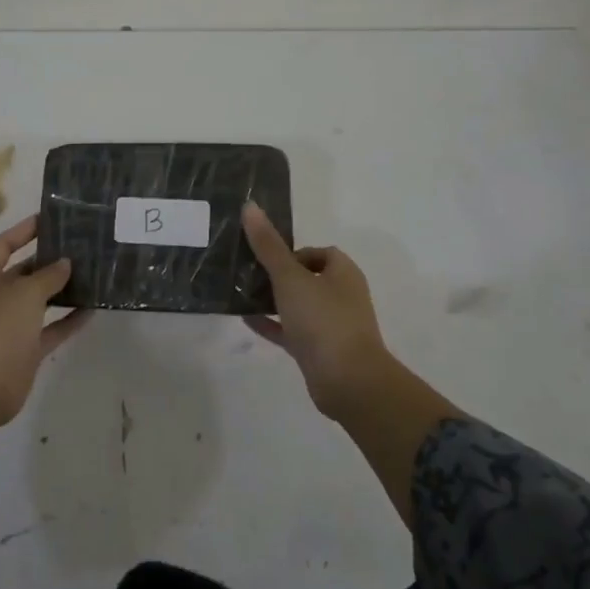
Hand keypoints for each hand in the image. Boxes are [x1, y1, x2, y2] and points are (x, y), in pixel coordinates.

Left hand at [0, 215, 89, 429]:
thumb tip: (64, 263)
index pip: (2, 245)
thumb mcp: (23, 294)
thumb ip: (47, 276)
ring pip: (39, 302)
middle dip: (48, 260)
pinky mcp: (25, 351)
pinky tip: (93, 309)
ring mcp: (10, 326)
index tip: (49, 219)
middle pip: (23, 272)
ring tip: (91, 273)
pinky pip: (51, 329)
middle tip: (80, 246)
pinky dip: (69, 320)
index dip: (23, 231)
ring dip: (62, 290)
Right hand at [241, 201, 393, 419]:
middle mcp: (341, 296)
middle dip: (278, 275)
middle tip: (247, 273)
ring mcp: (332, 326)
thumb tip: (250, 206)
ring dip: (273, 299)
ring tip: (240, 294)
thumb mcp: (290, 278)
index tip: (267, 258)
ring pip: (298, 305)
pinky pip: (292, 331)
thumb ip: (268, 245)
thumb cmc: (323, 320)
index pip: (318, 252)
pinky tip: (246, 319)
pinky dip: (272, 324)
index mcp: (343, 274)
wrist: (348, 382)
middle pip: (306, 278)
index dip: (292, 252)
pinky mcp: (320, 351)